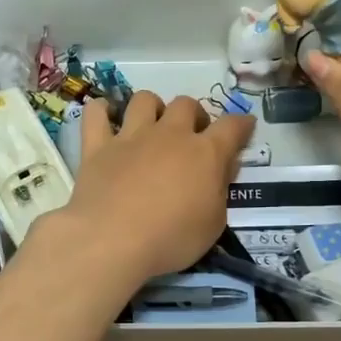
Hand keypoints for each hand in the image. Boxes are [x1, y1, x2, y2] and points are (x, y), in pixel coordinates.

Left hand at [49, 91, 254, 290]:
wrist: (112, 241)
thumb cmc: (171, 239)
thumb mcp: (213, 223)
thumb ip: (220, 189)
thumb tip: (225, 165)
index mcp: (205, 153)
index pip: (232, 126)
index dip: (241, 124)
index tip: (245, 126)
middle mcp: (169, 135)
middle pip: (186, 104)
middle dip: (194, 115)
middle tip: (192, 136)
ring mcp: (130, 137)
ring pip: (144, 100)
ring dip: (152, 107)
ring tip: (152, 125)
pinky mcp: (97, 146)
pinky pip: (96, 114)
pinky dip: (101, 112)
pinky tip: (105, 118)